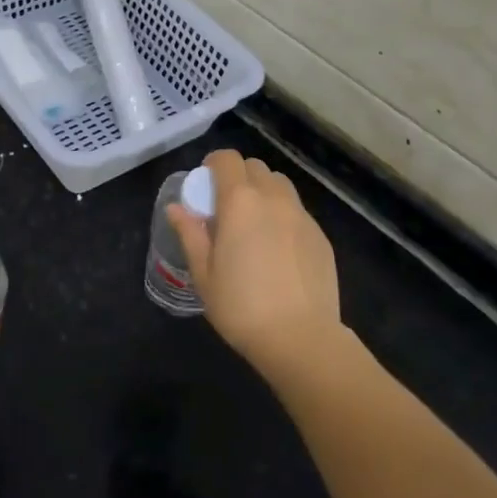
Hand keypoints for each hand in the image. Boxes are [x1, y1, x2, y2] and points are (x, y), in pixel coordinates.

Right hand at [168, 149, 341, 381]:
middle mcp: (273, 198)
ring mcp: (301, 216)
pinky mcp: (321, 236)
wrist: (301, 338)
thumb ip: (190, 234)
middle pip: (255, 167)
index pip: (227, 159)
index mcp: (239, 202)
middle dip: (238, 176)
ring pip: (280, 185)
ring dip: (263, 191)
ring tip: (255, 223)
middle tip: (227, 206)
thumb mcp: (204, 274)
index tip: (205, 183)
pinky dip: (283, 216)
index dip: (213, 164)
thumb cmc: (241, 307)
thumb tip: (175, 208)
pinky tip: (278, 249)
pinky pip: (297, 211)